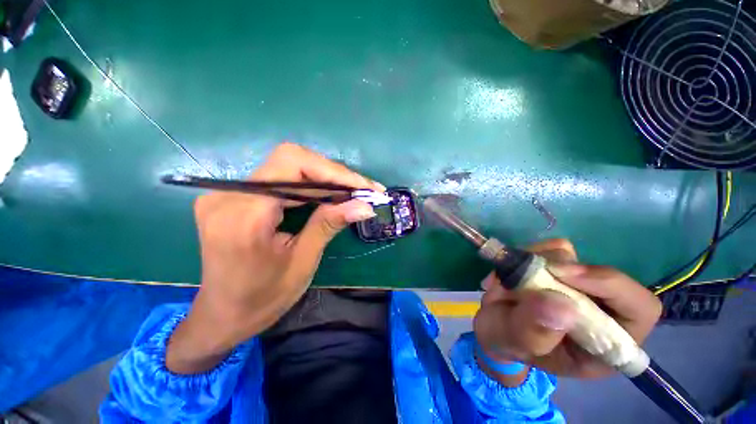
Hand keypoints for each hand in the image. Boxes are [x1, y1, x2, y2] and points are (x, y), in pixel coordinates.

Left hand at [167, 143, 382, 373]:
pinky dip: (308, 185)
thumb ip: (329, 225)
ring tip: (351, 193)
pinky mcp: (234, 196)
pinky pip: (279, 179)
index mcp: (245, 215)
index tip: (365, 186)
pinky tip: (327, 196)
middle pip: (291, 160)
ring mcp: (227, 193)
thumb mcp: (303, 262)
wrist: (222, 315)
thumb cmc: (263, 298)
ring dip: (323, 178)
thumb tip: (365, 205)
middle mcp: (229, 194)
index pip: (293, 165)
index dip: (334, 171)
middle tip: (362, 190)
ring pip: (286, 167)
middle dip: (332, 173)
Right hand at [474, 239, 661, 380]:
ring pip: (571, 256)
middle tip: (530, 271)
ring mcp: (578, 285)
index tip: (563, 275)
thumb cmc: (508, 341)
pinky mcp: (558, 267)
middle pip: (605, 275)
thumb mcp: (514, 343)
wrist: (494, 325)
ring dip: (535, 262)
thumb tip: (560, 304)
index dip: (611, 286)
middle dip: (564, 271)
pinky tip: (511, 270)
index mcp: (605, 343)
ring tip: (507, 281)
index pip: (639, 309)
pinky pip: (551, 248)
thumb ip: (534, 331)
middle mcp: (600, 310)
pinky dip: (528, 253)